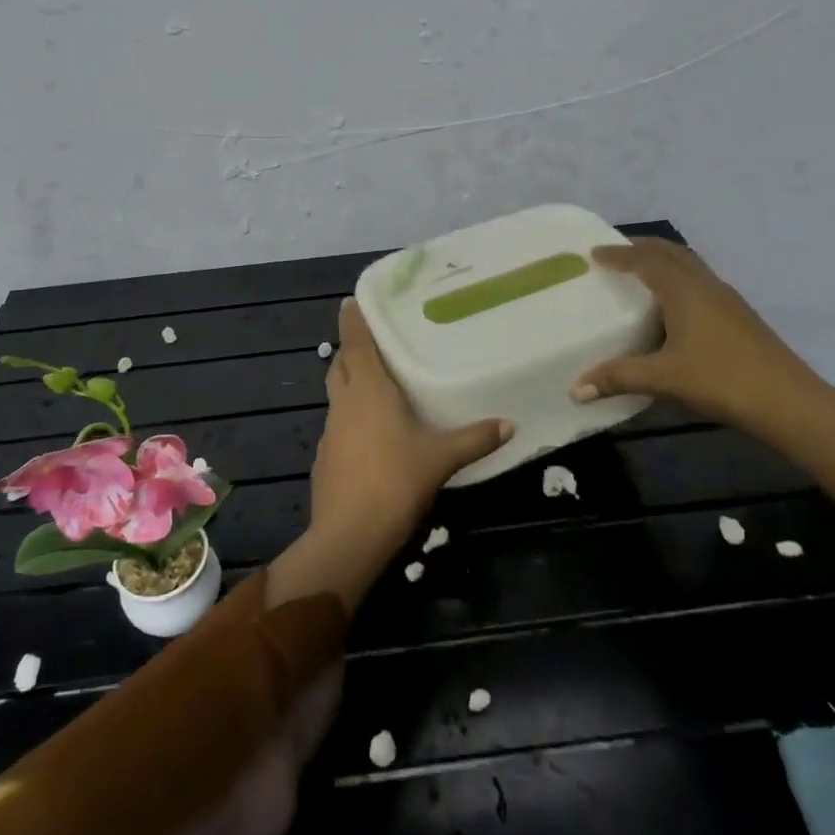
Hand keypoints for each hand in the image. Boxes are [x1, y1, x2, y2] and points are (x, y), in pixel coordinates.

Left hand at [315, 298, 511, 541]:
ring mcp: (329, 431)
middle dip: (351, 351)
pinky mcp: (324, 457)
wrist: (350, 534)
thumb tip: (509, 425)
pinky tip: (370, 434)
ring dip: (350, 384)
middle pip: (340, 365)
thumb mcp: (441, 459)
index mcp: (368, 391)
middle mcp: (343, 403)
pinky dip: (350, 418)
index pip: (356, 343)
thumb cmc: (395, 481)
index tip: (350, 301)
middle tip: (373, 345)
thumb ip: (474, 439)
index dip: (352, 320)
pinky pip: (337, 424)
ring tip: (376, 387)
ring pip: (336, 395)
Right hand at [572, 238, 822, 427]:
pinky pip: (700, 284)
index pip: (647, 260)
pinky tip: (672, 307)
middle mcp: (707, 286)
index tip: (594, 253)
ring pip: (690, 267)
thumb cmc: (721, 379)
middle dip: (642, 248)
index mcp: (686, 291)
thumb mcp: (663, 378)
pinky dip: (678, 281)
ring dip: (663, 262)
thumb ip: (618, 378)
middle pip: (672, 253)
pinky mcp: (739, 317)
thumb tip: (575, 389)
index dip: (619, 254)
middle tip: (615, 253)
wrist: (787, 401)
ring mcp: (727, 300)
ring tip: (640, 274)